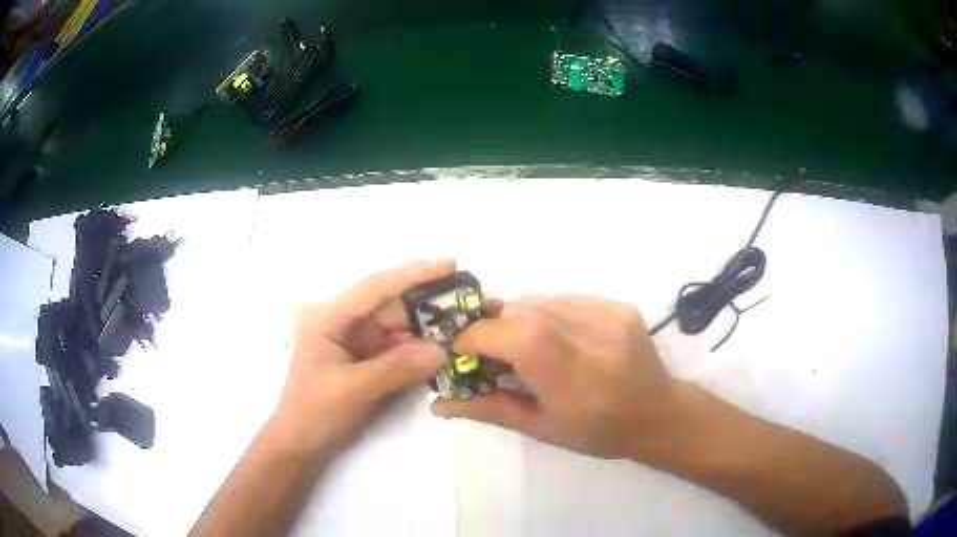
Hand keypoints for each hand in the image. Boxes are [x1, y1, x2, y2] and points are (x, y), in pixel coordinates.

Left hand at [268, 260, 449, 454]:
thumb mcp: (353, 390)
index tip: (450, 264)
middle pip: (392, 306)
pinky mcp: (367, 362)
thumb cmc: (314, 412)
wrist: (299, 445)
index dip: (413, 273)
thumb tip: (442, 349)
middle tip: (469, 306)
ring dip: (428, 331)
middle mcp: (345, 323)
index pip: (375, 287)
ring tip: (464, 329)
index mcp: (331, 318)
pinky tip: (444, 353)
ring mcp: (357, 343)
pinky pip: (399, 351)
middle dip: (428, 306)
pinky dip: (419, 352)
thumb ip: (396, 368)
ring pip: (399, 329)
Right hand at [432, 295, 687, 460]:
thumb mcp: (541, 428)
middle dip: (494, 327)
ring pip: (542, 301)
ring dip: (521, 319)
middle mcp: (591, 336)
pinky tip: (558, 338)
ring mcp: (609, 315)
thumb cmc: (598, 433)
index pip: (511, 334)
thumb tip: (436, 403)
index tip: (460, 350)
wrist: (658, 414)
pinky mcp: (619, 306)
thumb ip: (489, 409)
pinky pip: (567, 300)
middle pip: (522, 311)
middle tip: (491, 352)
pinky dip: (549, 314)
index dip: (475, 336)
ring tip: (526, 346)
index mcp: (570, 375)